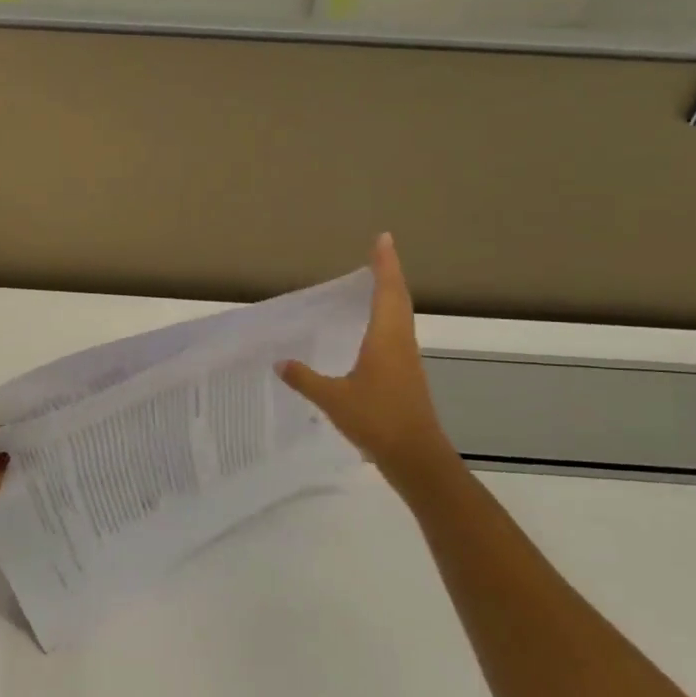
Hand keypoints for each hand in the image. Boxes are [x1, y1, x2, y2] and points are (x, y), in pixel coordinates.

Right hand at [278, 234, 455, 480]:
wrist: (415, 457)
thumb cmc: (377, 420)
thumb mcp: (333, 399)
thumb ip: (305, 379)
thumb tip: (280, 362)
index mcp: (386, 340)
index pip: (387, 292)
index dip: (385, 265)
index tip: (383, 239)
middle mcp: (400, 343)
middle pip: (398, 299)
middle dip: (389, 274)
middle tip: (379, 252)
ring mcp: (406, 360)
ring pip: (400, 317)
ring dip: (390, 296)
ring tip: (375, 283)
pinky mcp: (406, 376)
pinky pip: (396, 335)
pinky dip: (386, 319)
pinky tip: (373, 330)